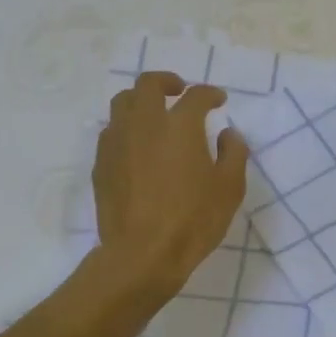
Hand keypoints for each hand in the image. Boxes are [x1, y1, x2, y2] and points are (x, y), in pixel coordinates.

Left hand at [92, 72, 248, 297]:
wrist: (142, 254)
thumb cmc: (193, 220)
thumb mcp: (229, 188)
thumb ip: (233, 153)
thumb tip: (228, 134)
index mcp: (180, 125)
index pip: (196, 96)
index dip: (210, 94)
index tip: (219, 101)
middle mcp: (145, 124)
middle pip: (148, 84)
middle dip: (167, 82)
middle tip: (180, 92)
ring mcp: (118, 142)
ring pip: (122, 102)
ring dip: (141, 101)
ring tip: (154, 115)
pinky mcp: (101, 163)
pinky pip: (111, 131)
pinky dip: (126, 128)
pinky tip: (137, 146)